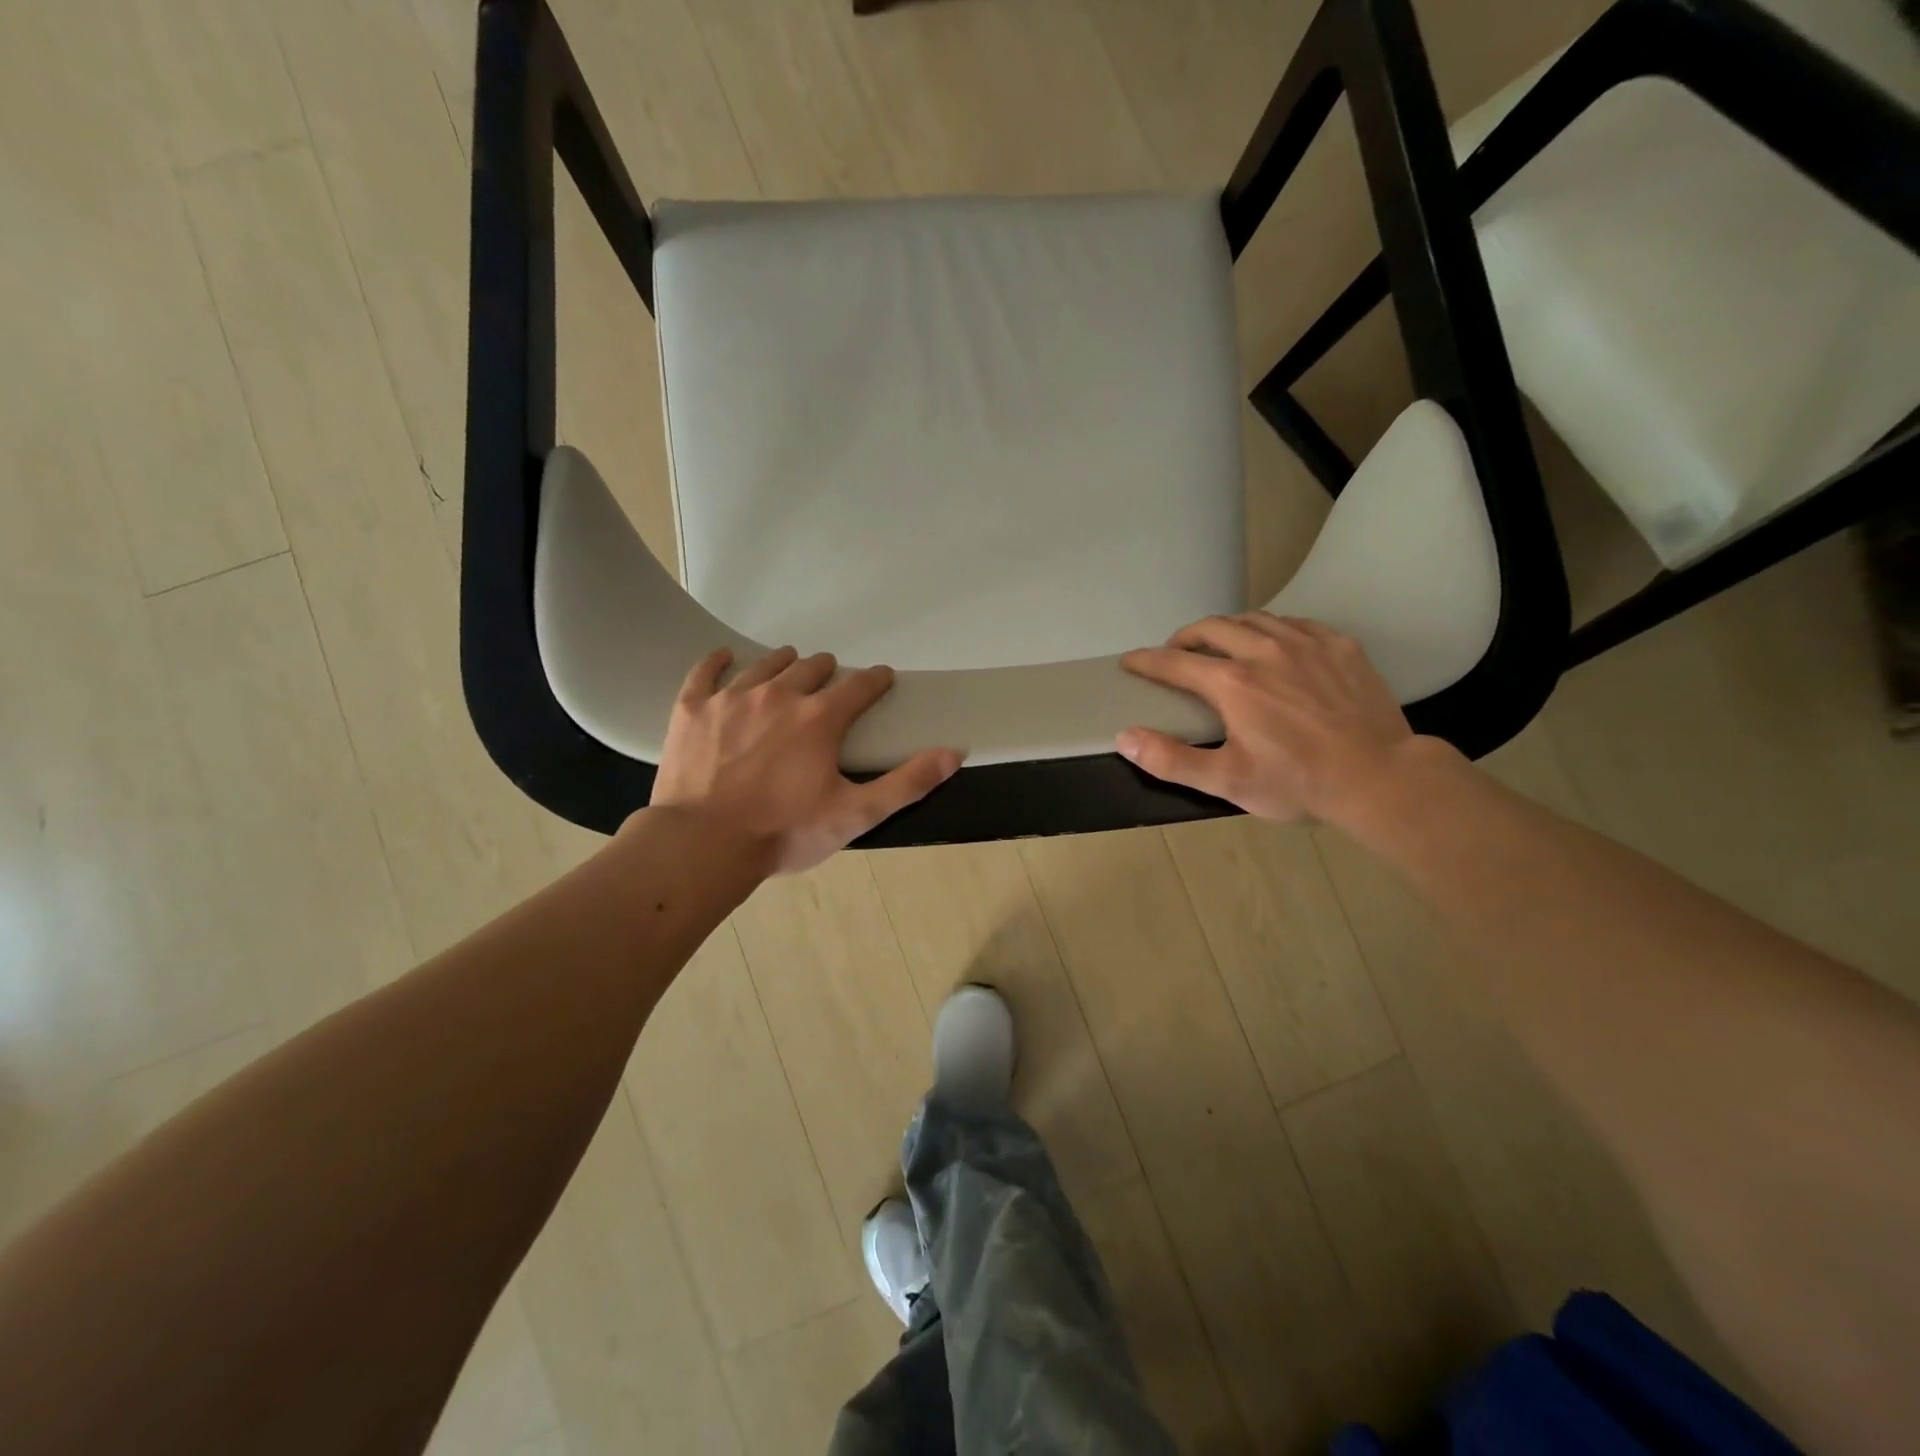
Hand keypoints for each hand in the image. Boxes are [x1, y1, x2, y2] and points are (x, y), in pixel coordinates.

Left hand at [648, 646, 961, 875]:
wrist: (703, 844)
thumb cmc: (784, 832)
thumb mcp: (856, 814)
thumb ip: (907, 782)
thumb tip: (953, 753)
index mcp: (820, 718)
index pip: (859, 686)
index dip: (876, 680)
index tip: (883, 677)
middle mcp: (779, 695)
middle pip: (811, 668)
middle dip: (827, 671)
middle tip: (831, 680)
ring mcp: (732, 698)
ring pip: (765, 665)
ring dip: (784, 663)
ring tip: (790, 664)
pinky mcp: (693, 710)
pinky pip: (706, 672)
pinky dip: (717, 662)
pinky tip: (723, 657)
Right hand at [1117, 613, 1435, 825]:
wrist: (1380, 778)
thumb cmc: (1298, 783)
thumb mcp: (1228, 781)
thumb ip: (1171, 760)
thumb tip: (1126, 737)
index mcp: (1232, 683)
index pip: (1174, 662)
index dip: (1146, 661)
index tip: (1130, 662)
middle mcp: (1264, 651)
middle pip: (1212, 627)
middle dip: (1184, 637)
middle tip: (1176, 653)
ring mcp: (1305, 643)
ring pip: (1253, 619)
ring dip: (1226, 629)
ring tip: (1220, 646)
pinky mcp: (1339, 645)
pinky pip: (1293, 623)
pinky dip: (1270, 630)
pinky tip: (1272, 647)